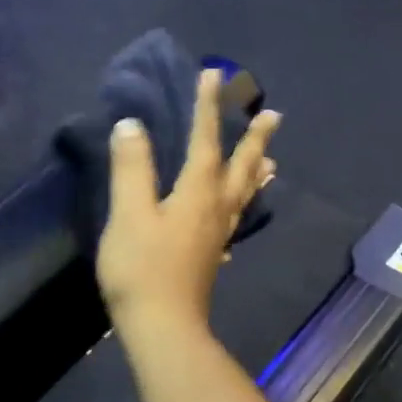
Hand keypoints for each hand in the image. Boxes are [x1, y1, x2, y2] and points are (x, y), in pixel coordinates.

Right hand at [97, 69, 278, 336]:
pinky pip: (235, 220)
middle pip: (239, 167)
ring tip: (271, 161)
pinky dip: (243, 207)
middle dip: (253, 138)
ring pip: (243, 196)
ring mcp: (217, 236)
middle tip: (272, 114)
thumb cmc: (142, 269)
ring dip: (255, 172)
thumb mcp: (129, 214)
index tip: (215, 74)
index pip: (205, 141)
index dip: (208, 107)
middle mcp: (215, 209)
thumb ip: (132, 169)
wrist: (162, 327)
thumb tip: (131, 125)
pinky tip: (237, 216)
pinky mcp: (211, 257)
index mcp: (197, 193)